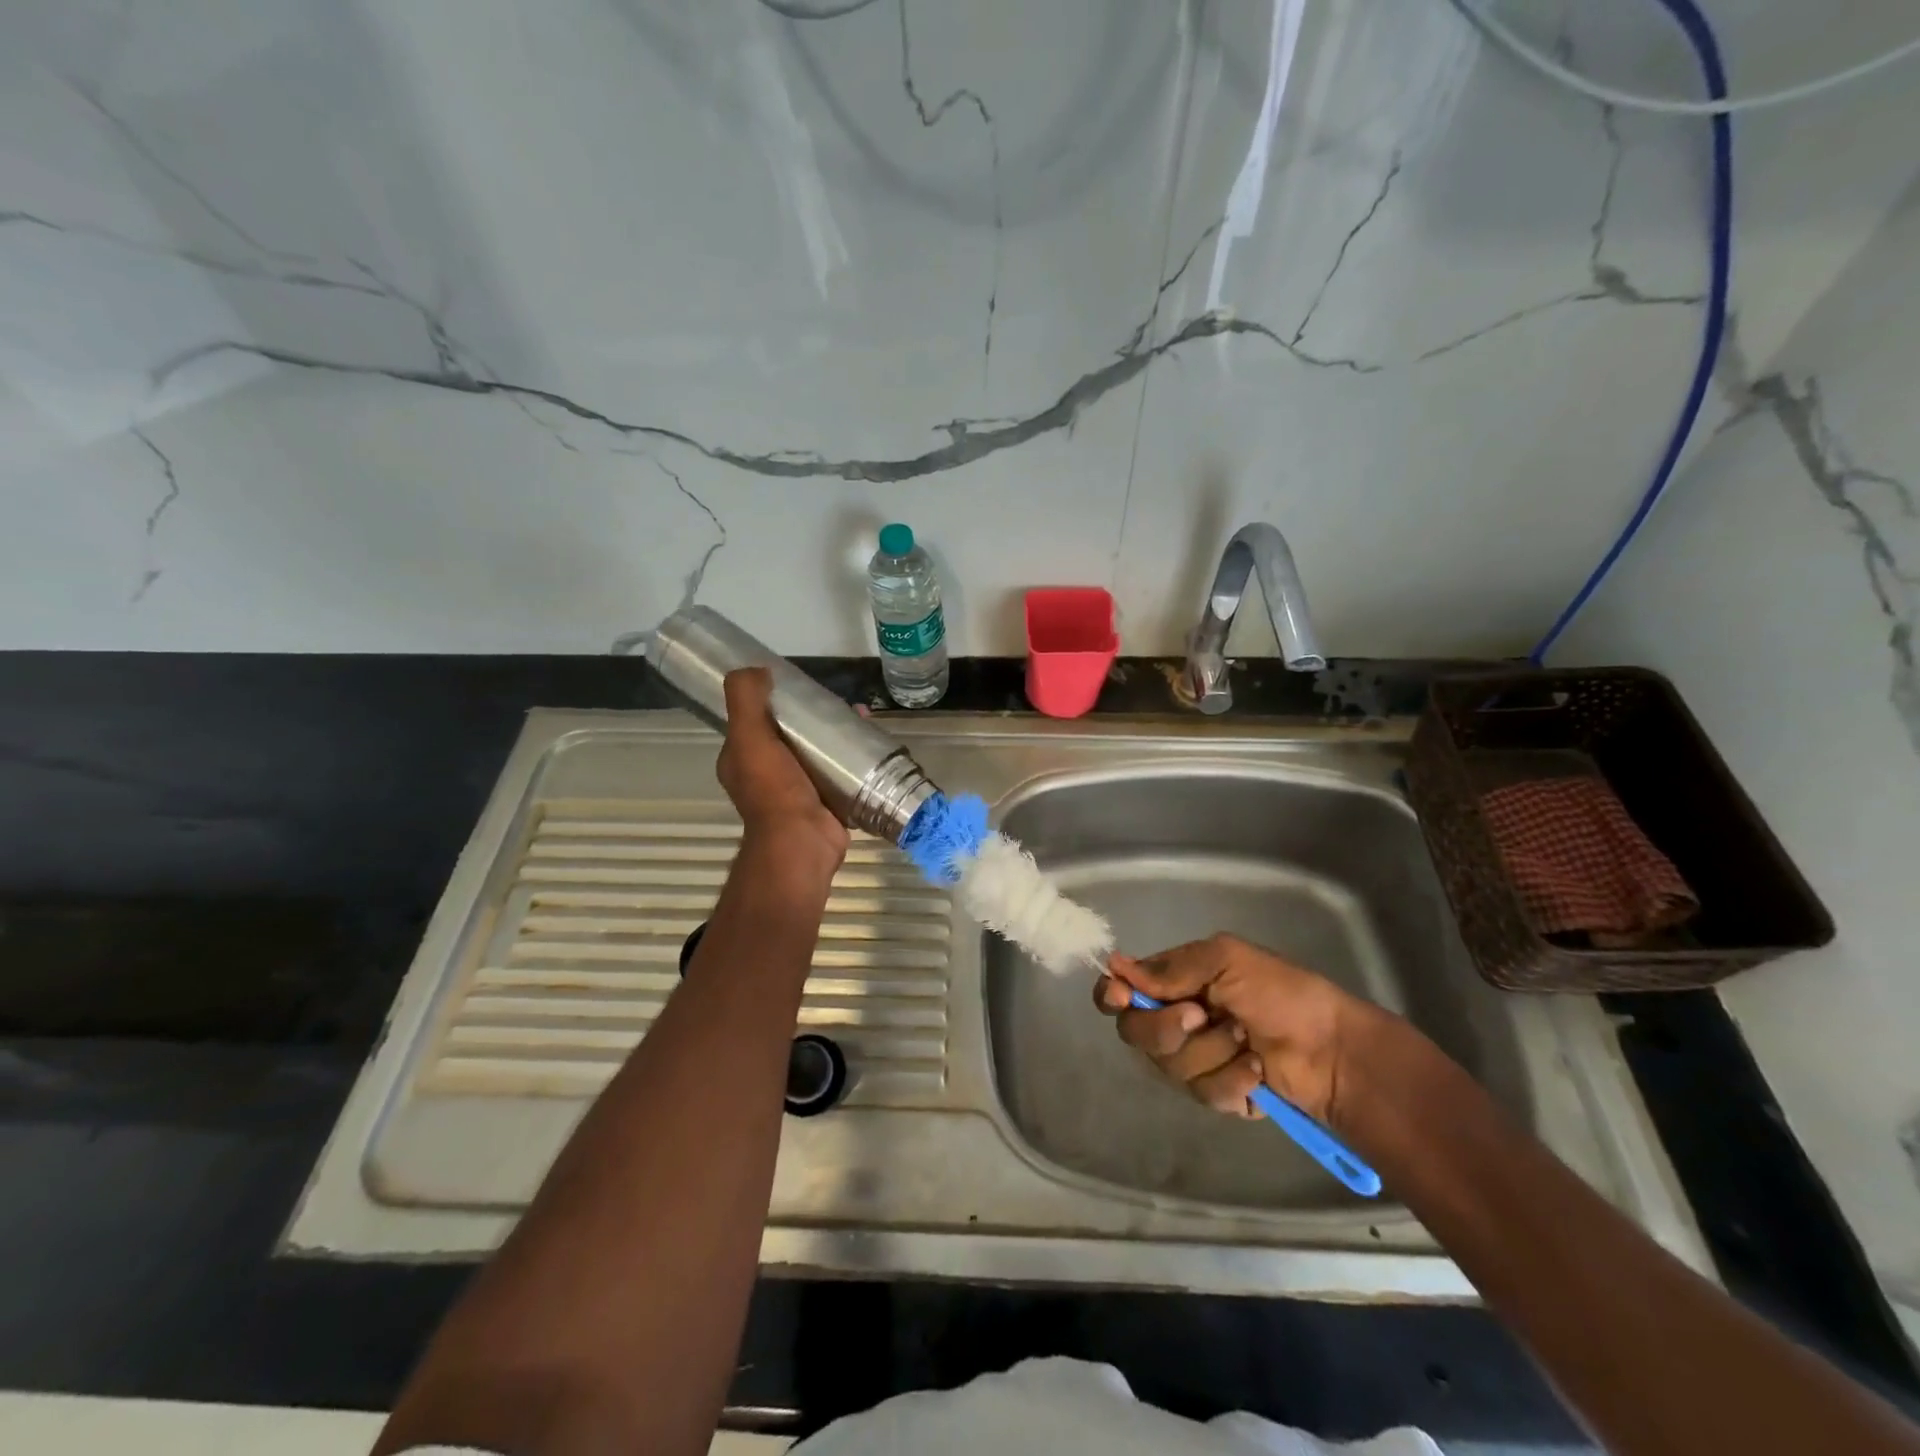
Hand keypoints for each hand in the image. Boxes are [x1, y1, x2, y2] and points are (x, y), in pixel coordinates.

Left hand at [717, 668, 848, 872]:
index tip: (802, 686)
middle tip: (842, 702)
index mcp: (742, 760)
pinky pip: (840, 773)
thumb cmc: (773, 790)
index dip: (776, 700)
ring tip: (863, 716)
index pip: (756, 721)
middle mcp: (767, 776)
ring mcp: (798, 791)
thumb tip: (755, 669)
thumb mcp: (749, 737)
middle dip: (816, 716)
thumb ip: (745, 700)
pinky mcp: (827, 803)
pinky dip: (855, 758)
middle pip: (793, 735)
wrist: (802, 843)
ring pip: (819, 752)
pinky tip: (872, 744)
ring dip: (839, 734)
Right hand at [1094, 933, 1380, 1129]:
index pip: (1123, 989)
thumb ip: (1171, 968)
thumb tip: (1115, 967)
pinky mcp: (1217, 1095)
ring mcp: (1195, 1059)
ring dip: (1210, 1051)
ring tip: (1246, 1041)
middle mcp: (1177, 1018)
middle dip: (1166, 1026)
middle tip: (1200, 1016)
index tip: (1120, 997)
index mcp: (1176, 982)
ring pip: (1168, 1065)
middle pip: (1135, 1031)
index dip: (1112, 995)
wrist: (1333, 1051)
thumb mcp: (1226, 960)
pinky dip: (1230, 1080)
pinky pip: (1201, 1093)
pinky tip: (1256, 1072)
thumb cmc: (1281, 993)